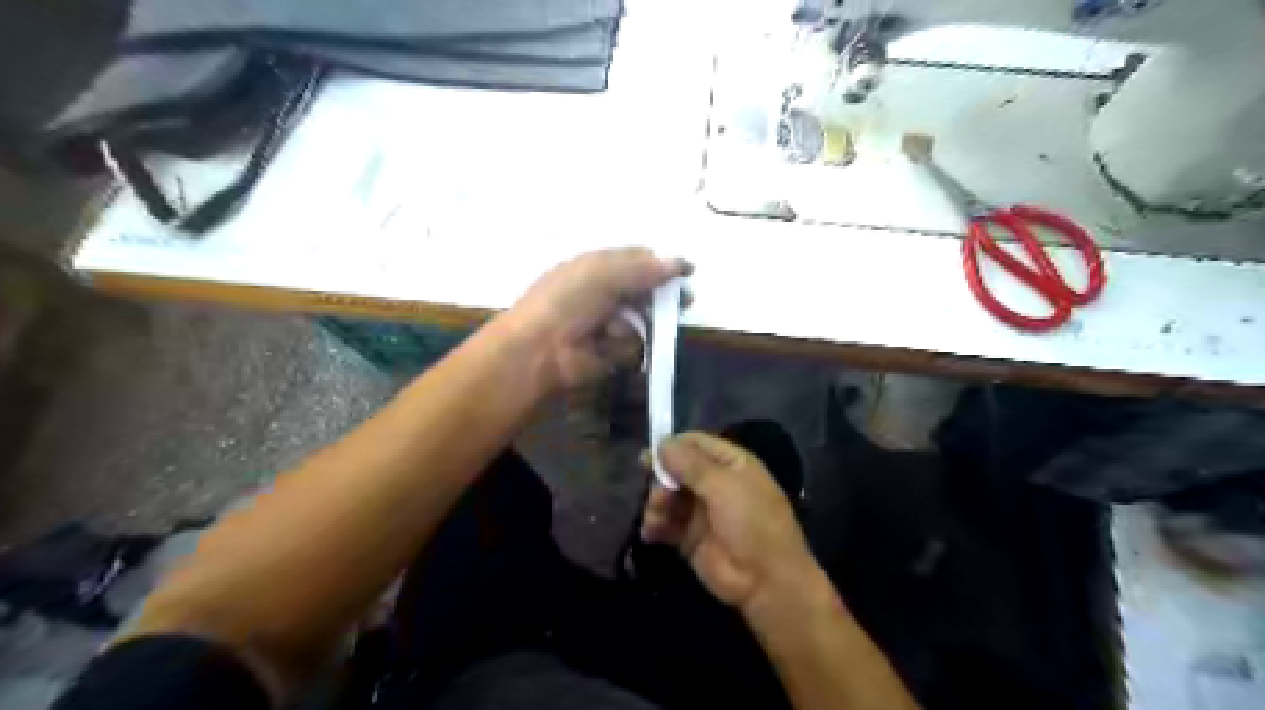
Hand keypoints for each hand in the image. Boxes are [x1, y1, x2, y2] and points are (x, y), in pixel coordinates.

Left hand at [503, 246, 690, 390]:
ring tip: (613, 328)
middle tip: (684, 302)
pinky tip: (605, 345)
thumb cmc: (569, 300)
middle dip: (663, 298)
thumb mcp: (606, 273)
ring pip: (644, 321)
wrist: (540, 348)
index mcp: (598, 266)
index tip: (686, 273)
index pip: (638, 260)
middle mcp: (605, 293)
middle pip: (647, 292)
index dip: (662, 265)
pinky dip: (622, 346)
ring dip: (636, 324)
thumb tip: (684, 263)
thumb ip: (647, 268)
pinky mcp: (610, 353)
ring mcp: (607, 324)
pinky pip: (633, 346)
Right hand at [645, 431, 819, 617]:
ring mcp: (701, 511)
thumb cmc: (752, 523)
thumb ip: (691, 465)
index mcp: (730, 463)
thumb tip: (662, 444)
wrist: (766, 581)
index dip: (672, 446)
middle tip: (652, 490)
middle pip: (677, 469)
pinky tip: (651, 531)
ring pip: (667, 495)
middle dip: (661, 477)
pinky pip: (665, 523)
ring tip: (656, 515)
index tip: (650, 455)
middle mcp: (714, 483)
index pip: (695, 443)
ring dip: (656, 502)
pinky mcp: (689, 537)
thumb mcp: (724, 487)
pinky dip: (654, 524)